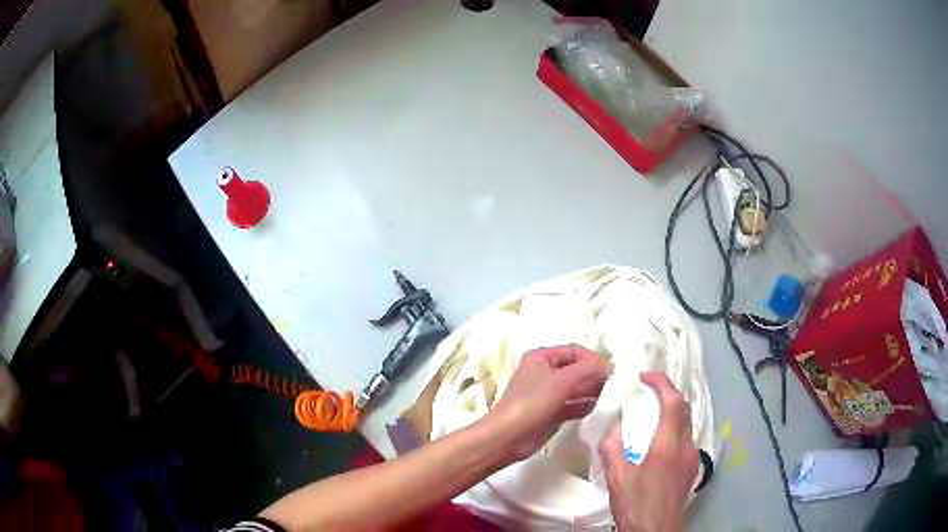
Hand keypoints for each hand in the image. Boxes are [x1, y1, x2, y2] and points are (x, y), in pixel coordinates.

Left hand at [485, 345, 608, 464]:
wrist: (508, 438)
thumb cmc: (531, 403)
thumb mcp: (561, 381)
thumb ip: (588, 370)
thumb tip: (609, 367)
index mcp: (542, 357)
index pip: (575, 351)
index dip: (594, 359)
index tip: (612, 372)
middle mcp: (545, 372)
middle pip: (577, 369)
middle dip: (595, 376)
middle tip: (616, 386)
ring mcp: (548, 394)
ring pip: (577, 388)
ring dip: (593, 391)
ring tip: (611, 398)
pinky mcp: (552, 413)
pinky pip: (573, 405)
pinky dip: (586, 406)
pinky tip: (599, 410)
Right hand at [599, 372, 698, 531]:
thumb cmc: (635, 505)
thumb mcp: (616, 477)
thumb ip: (613, 447)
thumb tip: (613, 425)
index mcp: (667, 446)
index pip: (673, 402)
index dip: (661, 383)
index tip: (644, 377)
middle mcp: (686, 447)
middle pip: (684, 409)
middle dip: (667, 393)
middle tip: (647, 390)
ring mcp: (692, 458)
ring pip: (687, 423)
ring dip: (672, 410)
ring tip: (651, 412)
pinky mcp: (692, 468)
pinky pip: (686, 438)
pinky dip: (674, 428)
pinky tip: (658, 441)